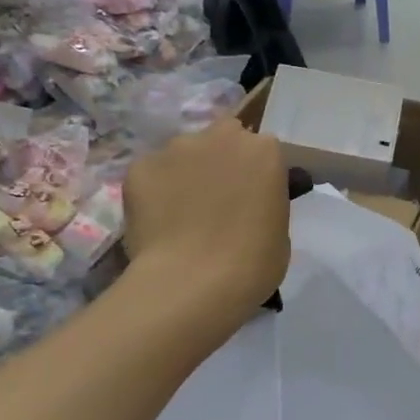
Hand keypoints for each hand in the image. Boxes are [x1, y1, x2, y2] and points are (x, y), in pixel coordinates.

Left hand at [121, 118, 289, 336]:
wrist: (193, 283)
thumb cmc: (253, 263)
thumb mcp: (280, 231)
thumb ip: (264, 202)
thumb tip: (247, 204)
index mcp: (264, 151)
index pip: (264, 150)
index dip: (257, 173)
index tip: (254, 196)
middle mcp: (221, 137)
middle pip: (223, 137)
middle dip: (222, 159)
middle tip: (219, 197)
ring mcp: (176, 149)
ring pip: (184, 154)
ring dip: (187, 173)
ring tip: (182, 213)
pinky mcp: (140, 167)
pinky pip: (152, 174)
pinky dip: (155, 191)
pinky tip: (159, 222)